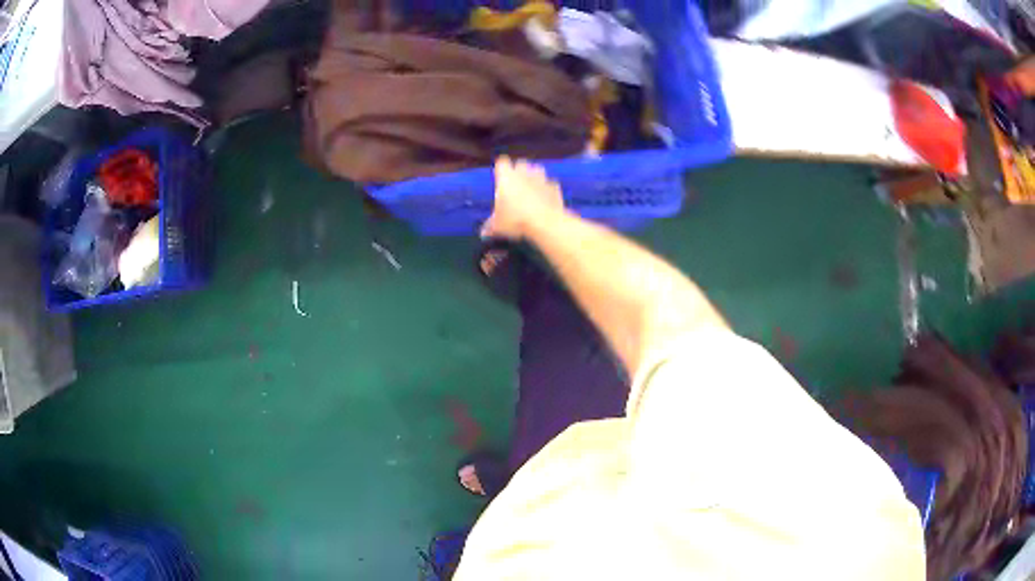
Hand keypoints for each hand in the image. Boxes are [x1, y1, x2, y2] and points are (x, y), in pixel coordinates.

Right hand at [481, 157, 564, 239]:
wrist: (545, 223)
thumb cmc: (516, 219)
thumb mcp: (498, 226)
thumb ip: (490, 226)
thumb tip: (484, 232)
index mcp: (506, 177)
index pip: (501, 163)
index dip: (501, 170)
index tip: (500, 178)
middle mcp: (524, 172)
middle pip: (520, 163)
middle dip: (518, 171)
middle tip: (515, 185)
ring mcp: (541, 178)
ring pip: (537, 170)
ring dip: (534, 177)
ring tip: (531, 190)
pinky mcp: (555, 186)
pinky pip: (550, 184)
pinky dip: (547, 190)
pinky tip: (545, 200)